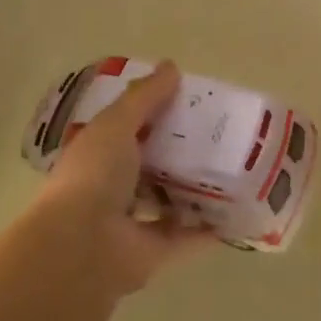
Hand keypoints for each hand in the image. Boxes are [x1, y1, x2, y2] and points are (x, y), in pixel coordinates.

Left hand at [36, 61, 214, 297]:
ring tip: (234, 168)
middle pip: (152, 165)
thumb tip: (172, 67)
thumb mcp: (116, 124)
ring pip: (170, 201)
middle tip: (220, 133)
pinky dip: (210, 228)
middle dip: (180, 151)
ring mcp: (133, 223)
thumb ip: (144, 98)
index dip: (155, 114)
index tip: (188, 101)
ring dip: (196, 189)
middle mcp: (113, 188)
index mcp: (98, 154)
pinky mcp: (155, 253)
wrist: (82, 245)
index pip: (128, 129)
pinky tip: (238, 210)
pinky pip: (188, 237)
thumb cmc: (94, 175)